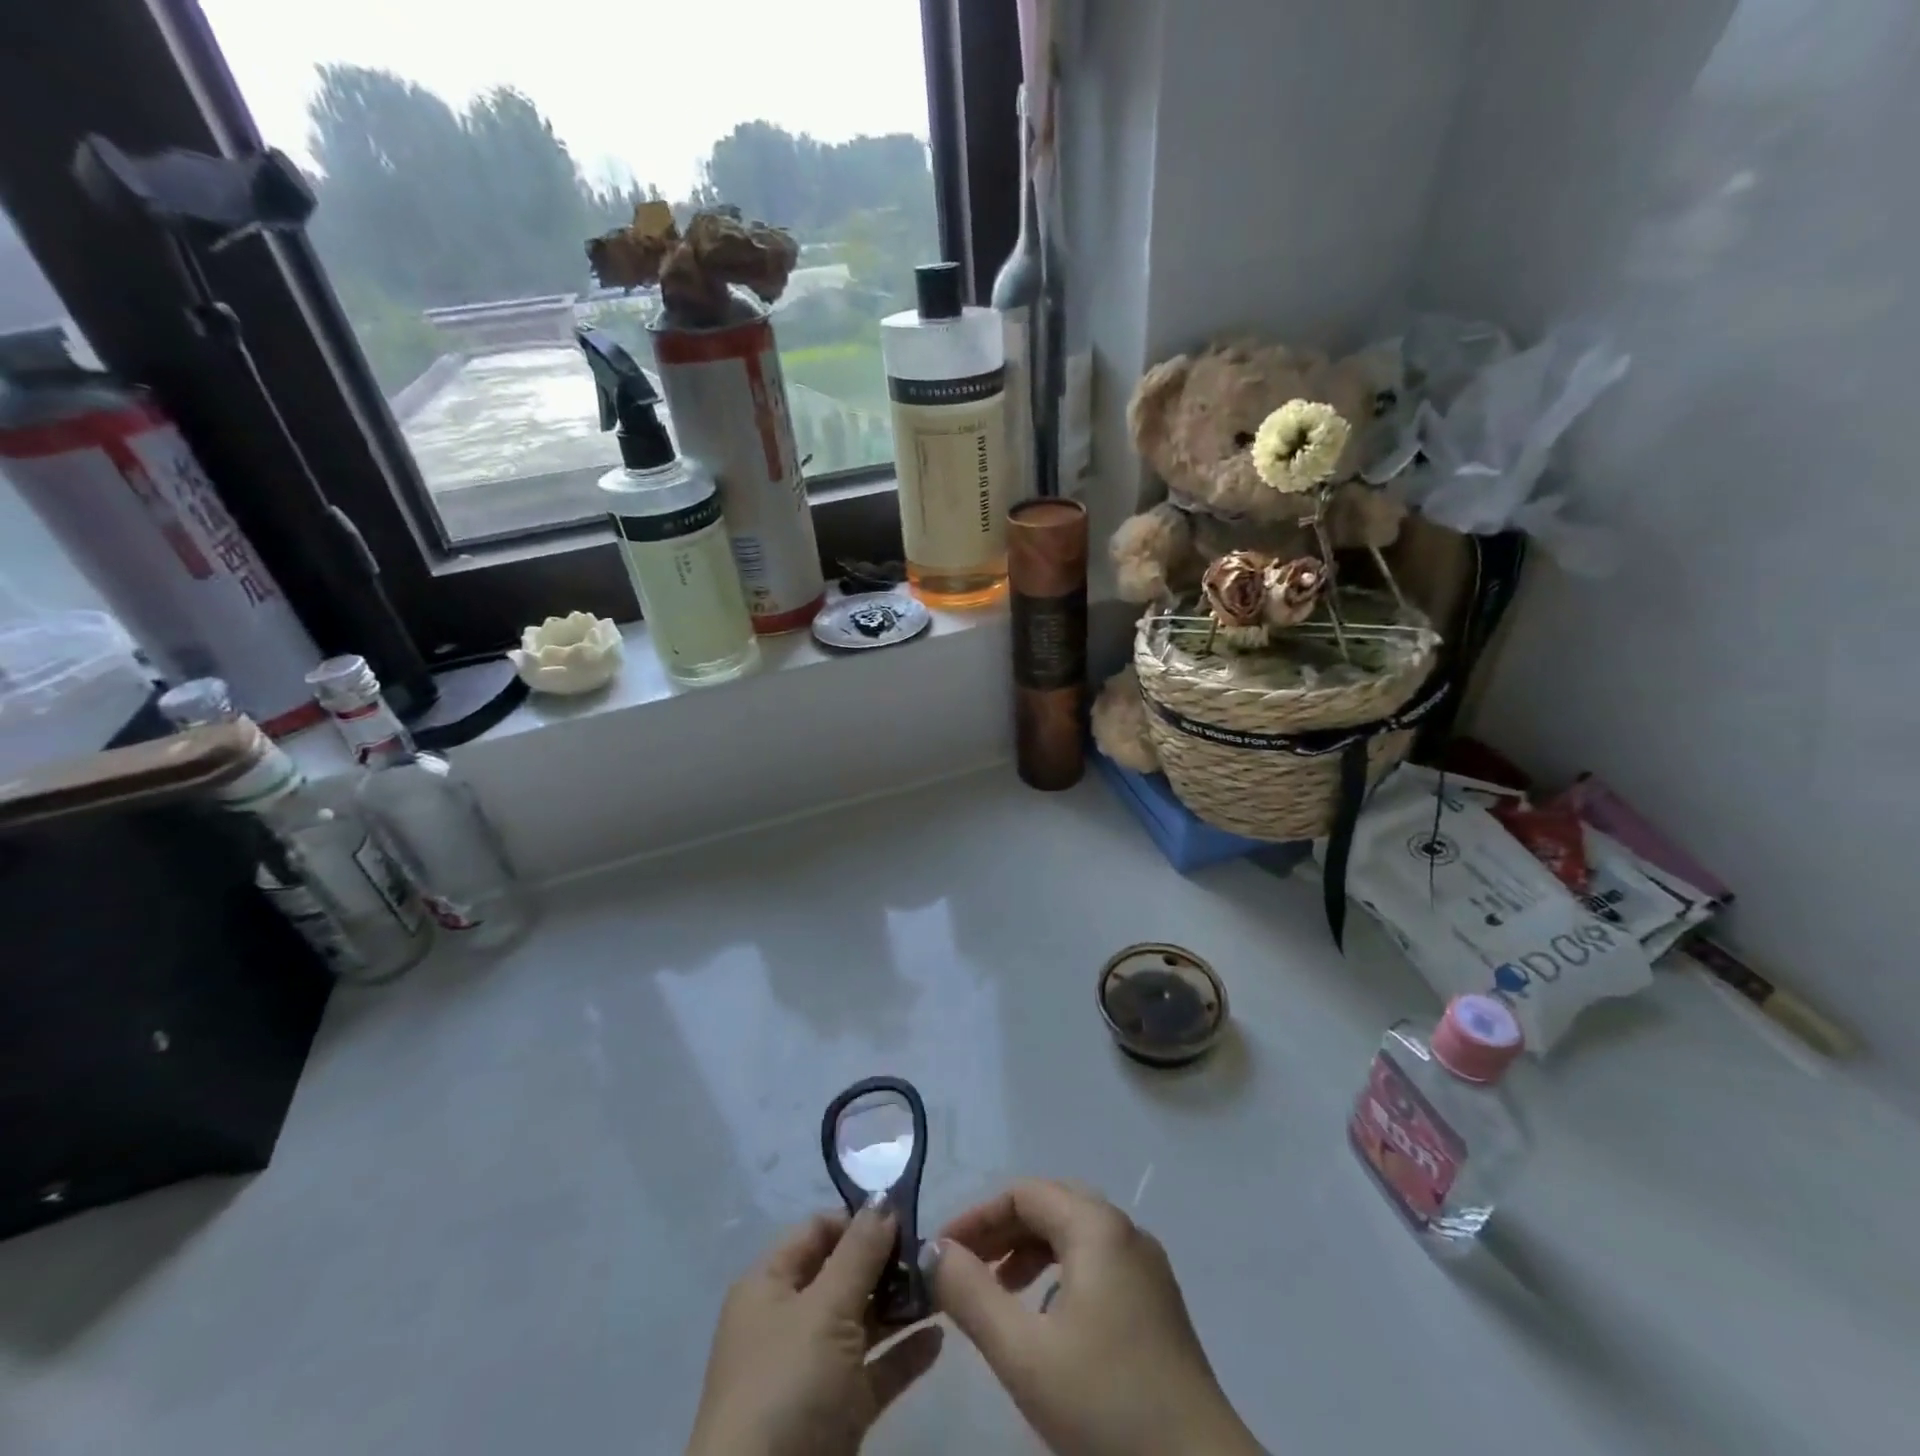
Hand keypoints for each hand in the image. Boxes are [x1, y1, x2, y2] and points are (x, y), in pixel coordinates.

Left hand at [686, 1199, 943, 1455]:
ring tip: (945, 1289)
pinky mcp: (835, 1414)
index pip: (818, 1230)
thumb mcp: (825, 1308)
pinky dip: (903, 1355)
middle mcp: (788, 1320)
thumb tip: (884, 1198)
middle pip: (844, 1274)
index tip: (908, 1217)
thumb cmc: (787, 1386)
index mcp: (770, 1285)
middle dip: (888, 1262)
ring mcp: (811, 1370)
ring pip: (862, 1321)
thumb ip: (860, 1251)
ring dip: (901, 1306)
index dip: (859, 1220)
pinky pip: (874, 1371)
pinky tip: (939, 1339)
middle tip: (934, 1254)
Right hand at [928, 1180, 1261, 1455]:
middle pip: (1050, 1207)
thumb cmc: (1106, 1405)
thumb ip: (971, 1294)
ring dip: (1029, 1251)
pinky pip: (1096, 1263)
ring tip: (998, 1291)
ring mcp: (1146, 1268)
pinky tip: (1046, 1321)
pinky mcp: (1157, 1304)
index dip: (977, 1216)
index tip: (941, 1253)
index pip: (1024, 1193)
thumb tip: (934, 1252)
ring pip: (1075, 1235)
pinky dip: (1059, 1274)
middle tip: (963, 1268)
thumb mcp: (1024, 1353)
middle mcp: (1125, 1231)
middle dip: (1002, 1231)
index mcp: (1098, 1226)